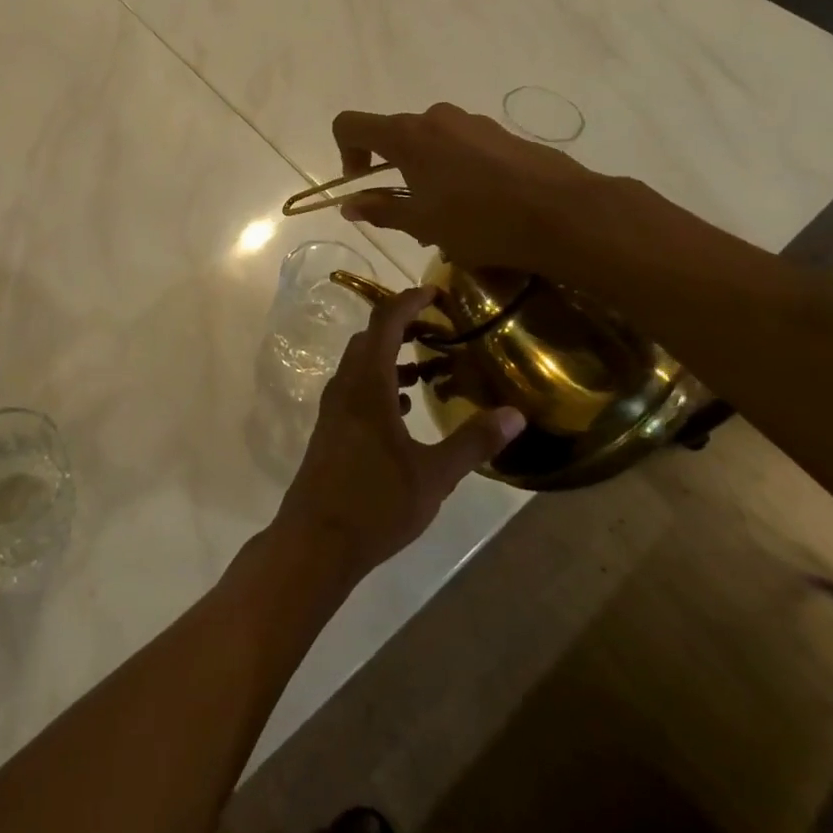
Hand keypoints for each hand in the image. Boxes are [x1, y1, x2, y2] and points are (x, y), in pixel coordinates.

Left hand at [275, 287, 525, 582]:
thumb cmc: (376, 503)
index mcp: (367, 384)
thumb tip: (515, 414)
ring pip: (362, 366)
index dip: (409, 302)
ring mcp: (334, 408)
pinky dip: (382, 384)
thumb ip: (473, 441)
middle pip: (371, 339)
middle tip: (440, 331)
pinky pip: (358, 390)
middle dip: (403, 327)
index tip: (435, 292)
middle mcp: (346, 387)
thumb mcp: (434, 474)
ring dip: (394, 358)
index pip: (385, 323)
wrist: (317, 540)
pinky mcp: (331, 429)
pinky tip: (406, 409)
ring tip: (431, 370)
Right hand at [330, 102, 627, 277]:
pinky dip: (456, 169)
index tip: (363, 185)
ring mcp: (471, 122)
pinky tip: (482, 206)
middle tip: (410, 212)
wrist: (564, 213)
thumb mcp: (422, 224)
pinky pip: (462, 146)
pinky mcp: (500, 133)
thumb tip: (350, 205)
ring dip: (425, 172)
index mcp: (406, 135)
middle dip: (392, 170)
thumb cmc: (480, 221)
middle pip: (394, 135)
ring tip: (449, 215)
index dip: (345, 152)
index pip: (350, 125)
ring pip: (430, 142)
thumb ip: (381, 210)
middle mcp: (434, 117)